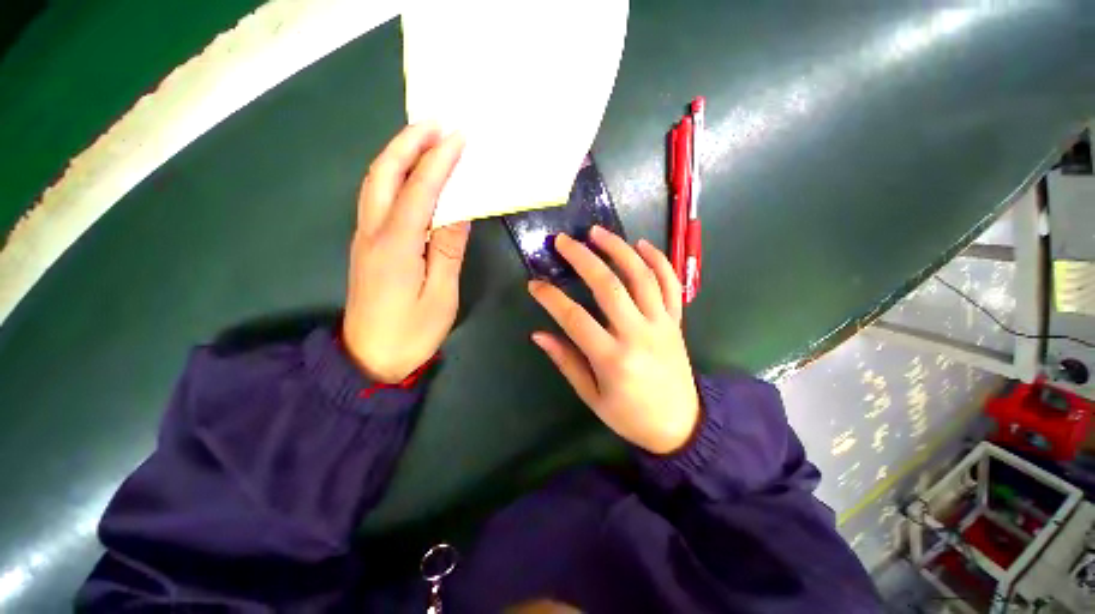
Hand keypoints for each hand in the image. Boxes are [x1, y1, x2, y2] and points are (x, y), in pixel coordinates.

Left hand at [342, 123, 468, 382]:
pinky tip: (410, 175)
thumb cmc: (412, 332)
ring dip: (397, 155)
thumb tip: (459, 212)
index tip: (458, 138)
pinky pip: (377, 200)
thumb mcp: (440, 295)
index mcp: (396, 246)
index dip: (438, 162)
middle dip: (408, 143)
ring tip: (424, 139)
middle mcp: (373, 233)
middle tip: (435, 124)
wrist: (369, 359)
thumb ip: (447, 250)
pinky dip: (394, 178)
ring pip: (374, 183)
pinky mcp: (367, 246)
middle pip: (383, 175)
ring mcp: (365, 238)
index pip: (418, 192)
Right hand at [528, 226, 699, 454]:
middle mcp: (638, 335)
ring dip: (618, 249)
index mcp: (612, 359)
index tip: (534, 284)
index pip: (574, 318)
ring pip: (641, 276)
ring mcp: (661, 324)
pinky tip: (642, 244)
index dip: (550, 298)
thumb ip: (566, 361)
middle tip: (563, 241)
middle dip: (583, 258)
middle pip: (609, 286)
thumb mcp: (592, 396)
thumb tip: (539, 334)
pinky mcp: (676, 321)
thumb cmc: (630, 415)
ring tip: (597, 232)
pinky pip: (671, 284)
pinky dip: (658, 260)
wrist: (680, 425)